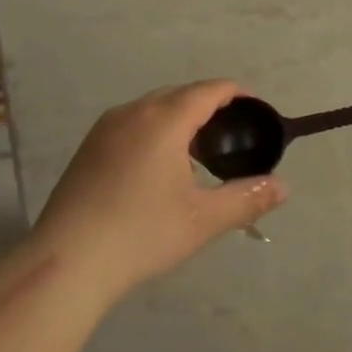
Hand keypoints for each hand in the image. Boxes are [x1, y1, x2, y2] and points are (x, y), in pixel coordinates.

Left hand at [35, 80, 288, 296]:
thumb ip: (246, 198)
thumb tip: (283, 187)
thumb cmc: (142, 234)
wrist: (68, 261)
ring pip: (153, 108)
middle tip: (232, 136)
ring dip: (180, 119)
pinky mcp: (88, 148)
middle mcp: (133, 112)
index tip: (256, 110)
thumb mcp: (203, 220)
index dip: (237, 94)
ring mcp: (105, 128)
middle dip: (210, 106)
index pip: (208, 90)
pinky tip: (159, 168)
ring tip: (199, 153)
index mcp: (164, 120)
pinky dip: (155, 131)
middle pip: (180, 94)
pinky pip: (132, 123)